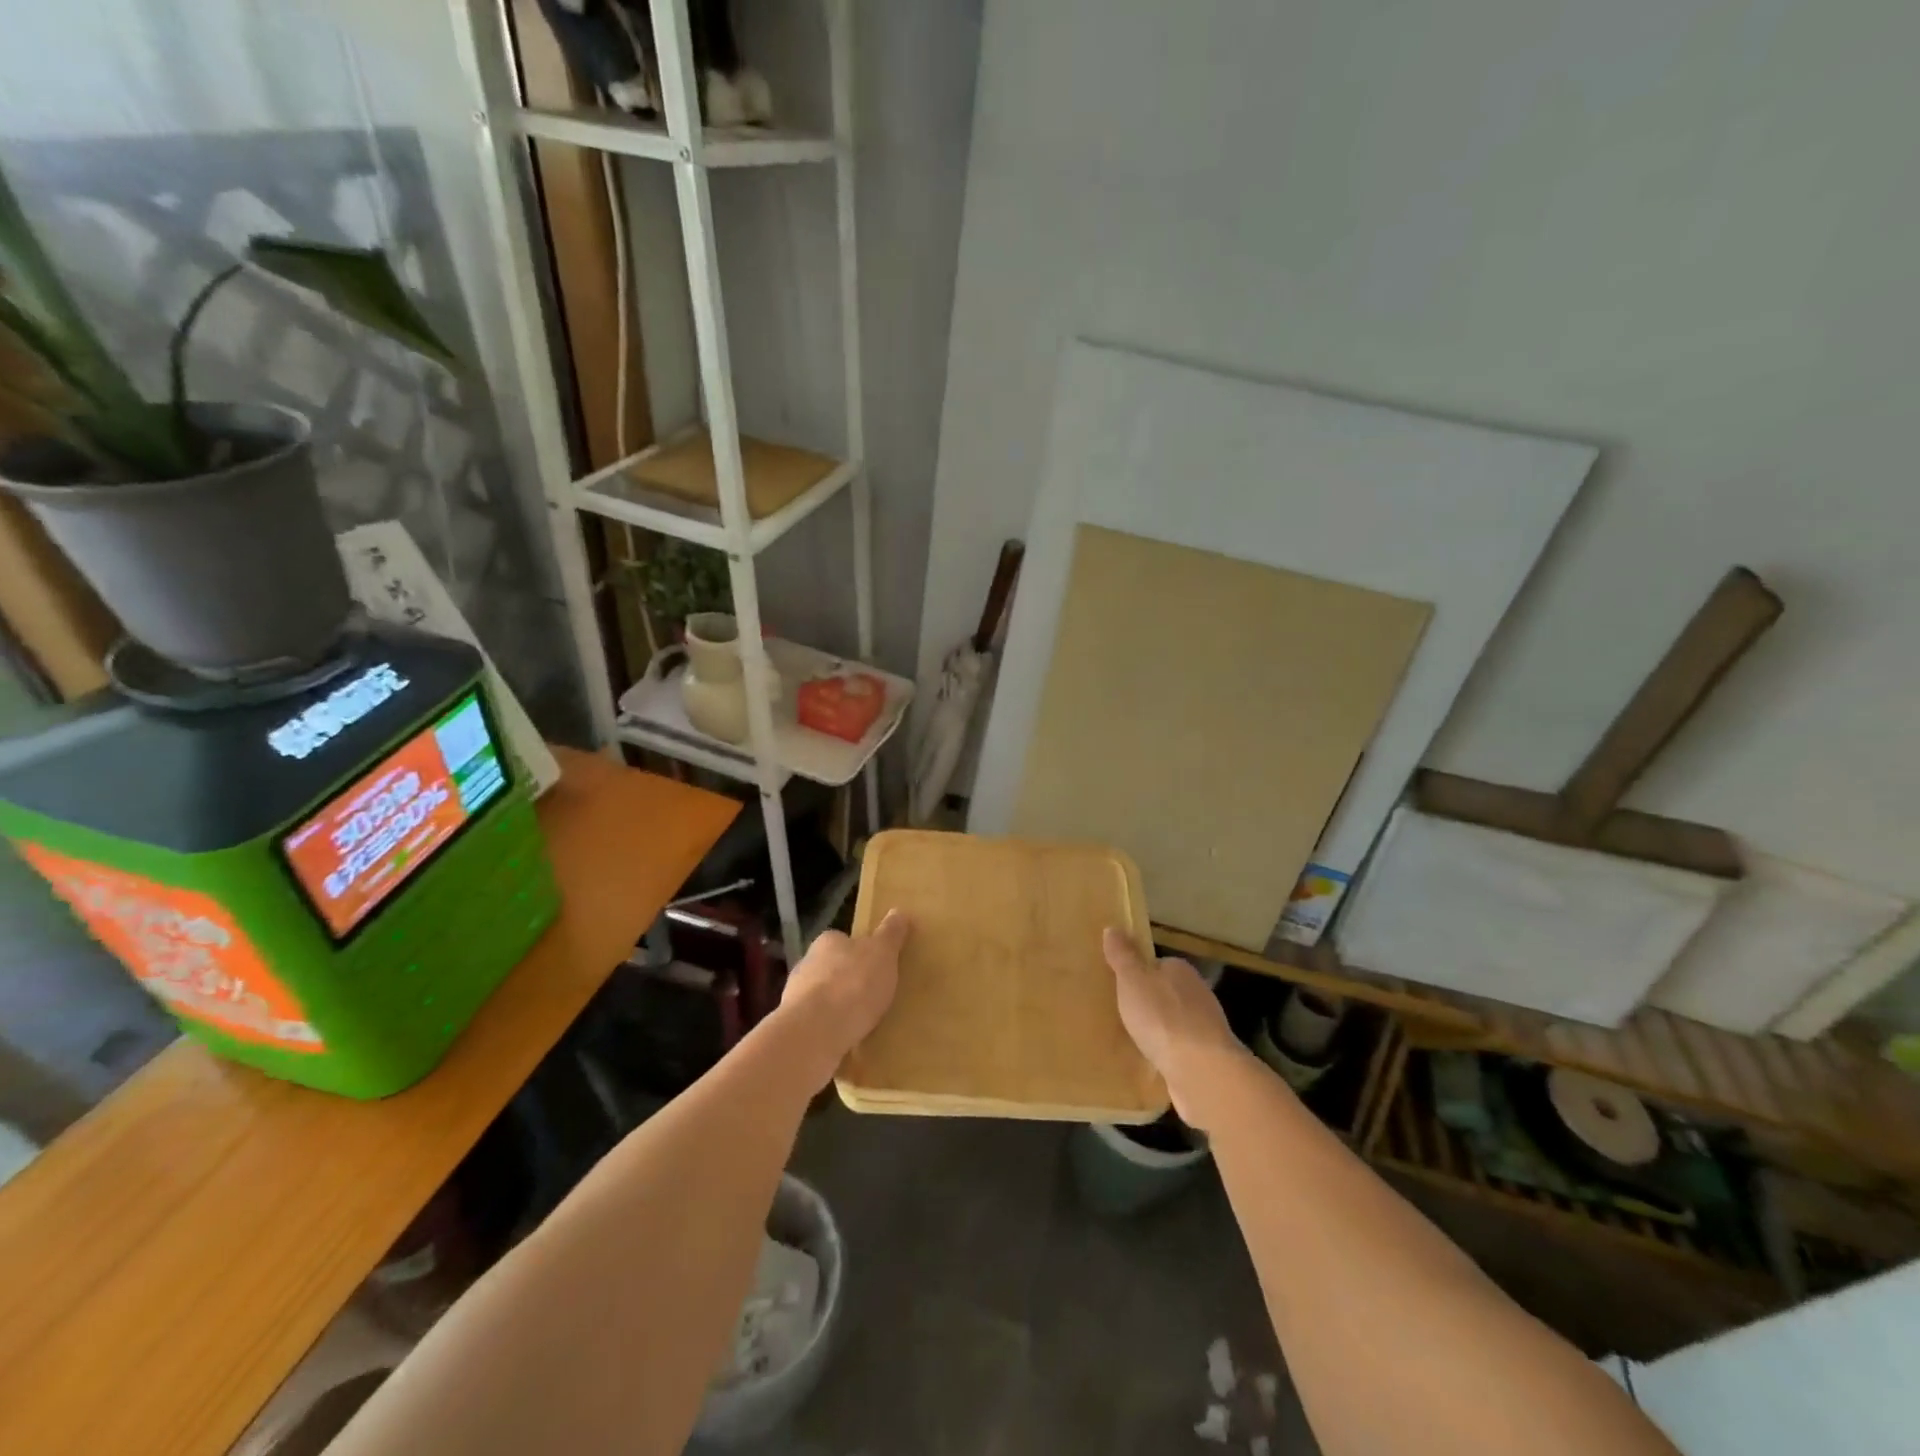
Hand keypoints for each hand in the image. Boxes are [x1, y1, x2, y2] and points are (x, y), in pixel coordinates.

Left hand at [778, 910, 909, 1085]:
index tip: (877, 966)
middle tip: (873, 995)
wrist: (815, 1031)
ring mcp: (795, 996)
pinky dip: (829, 1029)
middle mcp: (806, 963)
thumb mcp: (882, 953)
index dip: (861, 952)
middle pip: (832, 968)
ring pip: (822, 997)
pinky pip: (817, 1023)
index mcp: (827, 941)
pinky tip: (845, 1040)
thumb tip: (899, 911)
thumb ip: (890, 934)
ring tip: (862, 1022)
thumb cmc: (853, 984)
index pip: (844, 940)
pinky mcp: (794, 1026)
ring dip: (836, 1007)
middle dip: (848, 980)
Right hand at [1102, 928, 1248, 1127]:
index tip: (1120, 988)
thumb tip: (1113, 927)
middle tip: (1123, 1015)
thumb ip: (1123, 956)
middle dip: (1149, 1004)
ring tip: (1133, 1041)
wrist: (1202, 1071)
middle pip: (1167, 994)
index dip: (1138, 975)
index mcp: (1181, 970)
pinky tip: (1153, 1063)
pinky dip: (1169, 1054)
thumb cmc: (1162, 1018)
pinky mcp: (1207, 1058)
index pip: (1157, 965)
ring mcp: (1205, 1028)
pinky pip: (1181, 1050)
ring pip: (1175, 1023)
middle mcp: (1198, 994)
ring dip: (1160, 1031)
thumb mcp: (1133, 981)